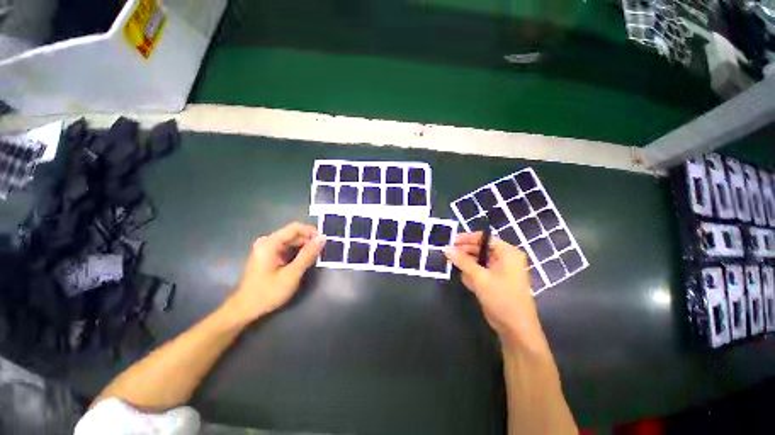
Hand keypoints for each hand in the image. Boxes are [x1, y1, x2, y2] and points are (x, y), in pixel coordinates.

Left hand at [224, 222, 324, 322]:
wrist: (245, 310)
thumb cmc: (268, 292)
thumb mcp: (292, 274)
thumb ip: (308, 254)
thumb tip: (322, 238)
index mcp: (270, 243)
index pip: (295, 228)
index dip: (312, 232)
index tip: (324, 242)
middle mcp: (267, 242)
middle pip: (293, 234)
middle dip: (309, 241)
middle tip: (322, 251)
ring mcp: (267, 249)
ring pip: (291, 242)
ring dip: (304, 247)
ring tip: (316, 257)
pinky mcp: (268, 256)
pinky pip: (287, 248)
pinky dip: (297, 253)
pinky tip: (304, 261)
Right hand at [445, 232, 547, 352]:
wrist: (515, 329)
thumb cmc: (502, 298)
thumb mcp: (480, 277)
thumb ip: (462, 261)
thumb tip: (446, 248)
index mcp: (507, 253)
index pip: (484, 238)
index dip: (467, 238)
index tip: (450, 240)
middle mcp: (505, 259)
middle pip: (480, 249)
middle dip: (464, 251)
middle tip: (447, 252)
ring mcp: (499, 270)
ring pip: (478, 261)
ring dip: (466, 263)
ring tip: (453, 265)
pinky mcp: (494, 281)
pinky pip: (479, 271)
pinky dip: (471, 273)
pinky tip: (465, 279)